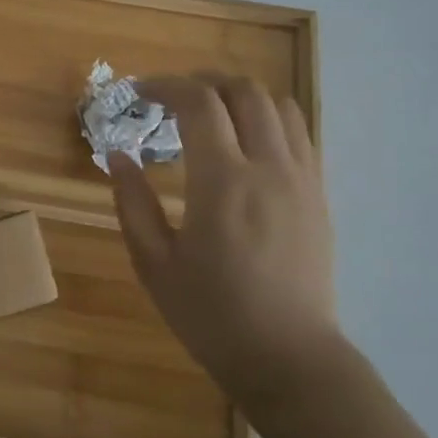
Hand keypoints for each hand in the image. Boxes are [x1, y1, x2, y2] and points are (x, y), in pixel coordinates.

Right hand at [111, 74, 341, 413]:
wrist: (288, 357)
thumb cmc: (211, 314)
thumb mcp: (153, 263)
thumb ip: (132, 203)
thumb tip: (119, 156)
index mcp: (222, 181)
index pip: (199, 103)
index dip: (165, 85)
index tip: (139, 92)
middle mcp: (269, 167)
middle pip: (244, 91)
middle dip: (203, 81)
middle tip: (171, 97)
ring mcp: (301, 179)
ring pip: (279, 105)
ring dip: (239, 96)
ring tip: (209, 113)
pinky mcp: (318, 194)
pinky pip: (298, 133)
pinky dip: (267, 119)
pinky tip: (243, 143)